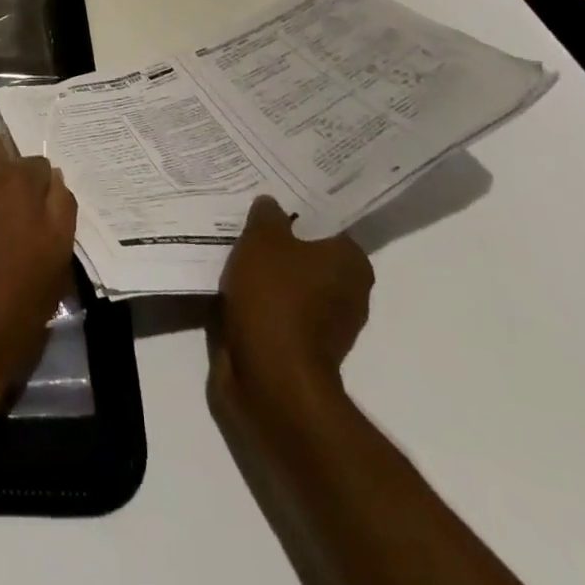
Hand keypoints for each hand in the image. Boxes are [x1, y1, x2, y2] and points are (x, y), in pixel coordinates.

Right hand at [212, 195, 373, 421]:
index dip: (297, 214)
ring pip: (291, 287)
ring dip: (266, 278)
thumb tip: (271, 205)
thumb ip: (267, 215)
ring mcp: (327, 327)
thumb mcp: (263, 239)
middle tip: (246, 228)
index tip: (270, 207)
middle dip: (279, 247)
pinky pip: (278, 314)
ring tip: (232, 258)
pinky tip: (233, 292)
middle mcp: (349, 293)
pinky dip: (259, 305)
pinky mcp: (302, 351)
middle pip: (307, 256)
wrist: (271, 379)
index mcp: (351, 263)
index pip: (326, 226)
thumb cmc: (275, 298)